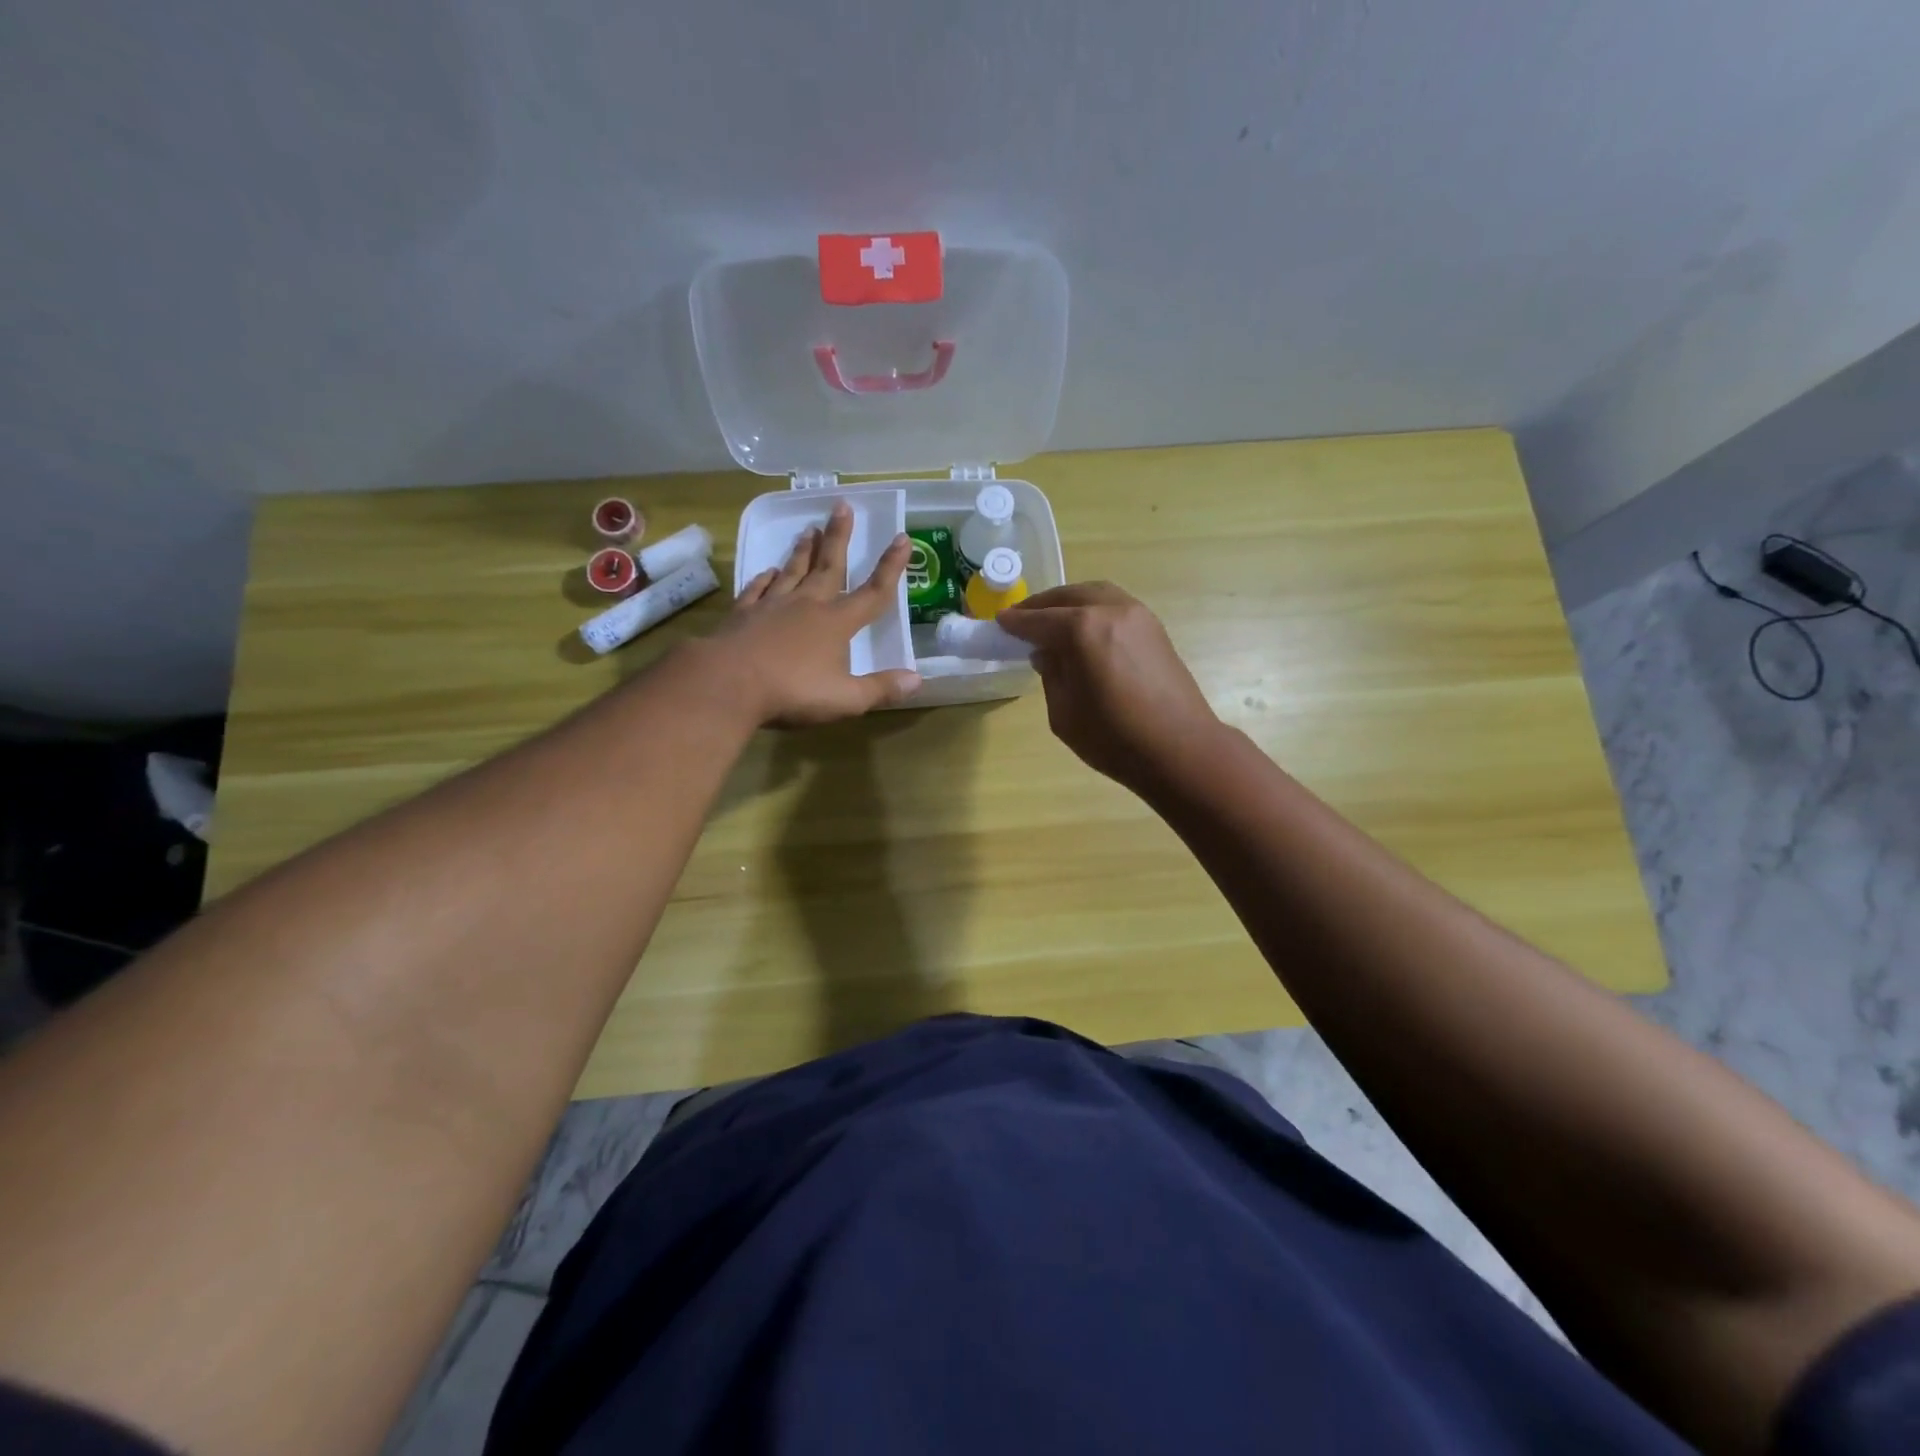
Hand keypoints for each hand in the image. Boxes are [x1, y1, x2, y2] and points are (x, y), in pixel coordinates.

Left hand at [705, 499, 920, 726]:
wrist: (727, 683)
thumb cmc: (792, 691)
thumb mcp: (846, 699)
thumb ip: (881, 689)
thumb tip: (917, 680)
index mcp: (836, 623)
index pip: (872, 592)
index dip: (891, 567)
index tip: (903, 538)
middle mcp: (807, 606)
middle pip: (829, 567)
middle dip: (839, 537)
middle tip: (842, 506)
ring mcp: (772, 607)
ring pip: (792, 571)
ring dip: (803, 550)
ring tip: (809, 529)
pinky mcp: (743, 615)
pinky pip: (757, 589)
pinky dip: (764, 578)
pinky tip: (767, 571)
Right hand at [996, 582, 1218, 789]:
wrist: (1180, 749)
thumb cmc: (1114, 738)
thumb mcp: (1064, 713)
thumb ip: (1051, 675)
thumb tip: (1047, 653)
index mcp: (1082, 630)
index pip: (1039, 620)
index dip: (1016, 622)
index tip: (1000, 623)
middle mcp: (1110, 611)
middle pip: (1068, 596)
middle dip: (1042, 605)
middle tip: (1023, 618)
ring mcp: (1138, 616)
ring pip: (1095, 594)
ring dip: (1070, 602)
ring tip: (1052, 620)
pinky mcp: (1155, 628)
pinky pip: (1115, 606)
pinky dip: (1093, 609)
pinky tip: (1084, 629)